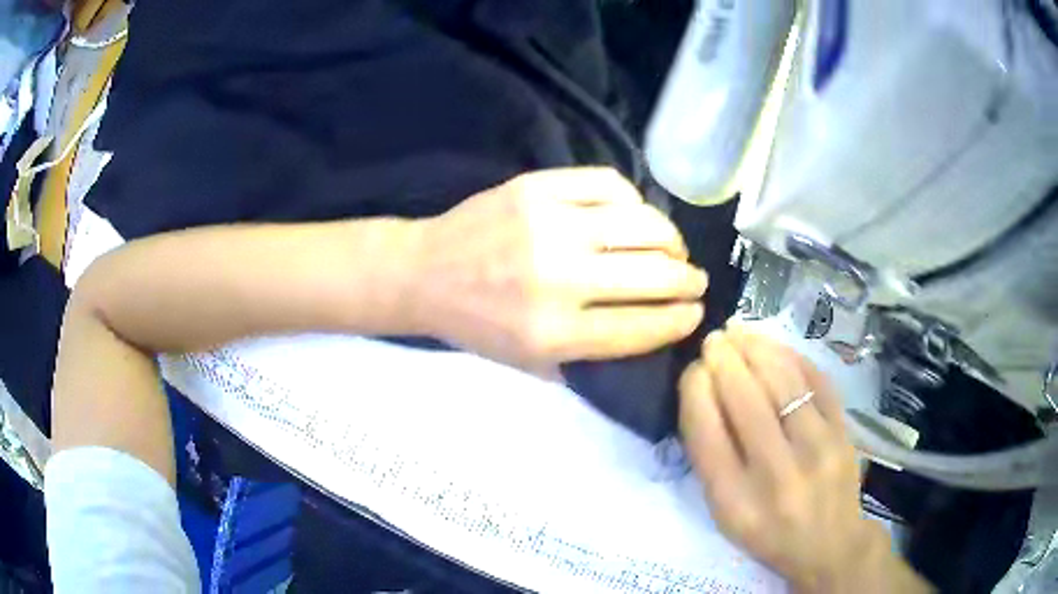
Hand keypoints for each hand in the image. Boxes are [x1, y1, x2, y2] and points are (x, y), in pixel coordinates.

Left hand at [410, 167, 706, 372]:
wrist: (424, 273)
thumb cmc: (478, 325)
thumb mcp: (530, 364)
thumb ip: (592, 357)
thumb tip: (656, 330)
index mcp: (552, 334)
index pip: (641, 326)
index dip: (679, 320)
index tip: (696, 313)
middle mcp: (556, 279)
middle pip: (652, 275)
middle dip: (687, 280)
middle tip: (695, 280)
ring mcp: (547, 225)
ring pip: (641, 225)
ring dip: (671, 239)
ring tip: (673, 248)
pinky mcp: (536, 188)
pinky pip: (610, 185)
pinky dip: (634, 201)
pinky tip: (635, 215)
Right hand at [678, 325, 929, 592]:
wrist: (829, 543)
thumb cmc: (767, 532)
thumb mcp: (725, 514)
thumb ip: (711, 459)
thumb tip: (703, 390)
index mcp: (735, 503)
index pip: (708, 435)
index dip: (695, 392)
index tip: (692, 370)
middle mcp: (777, 476)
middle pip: (747, 402)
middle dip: (724, 361)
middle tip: (713, 340)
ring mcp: (817, 451)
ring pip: (784, 383)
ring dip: (757, 349)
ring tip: (739, 333)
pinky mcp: (843, 433)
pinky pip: (816, 381)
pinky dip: (791, 357)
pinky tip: (773, 347)